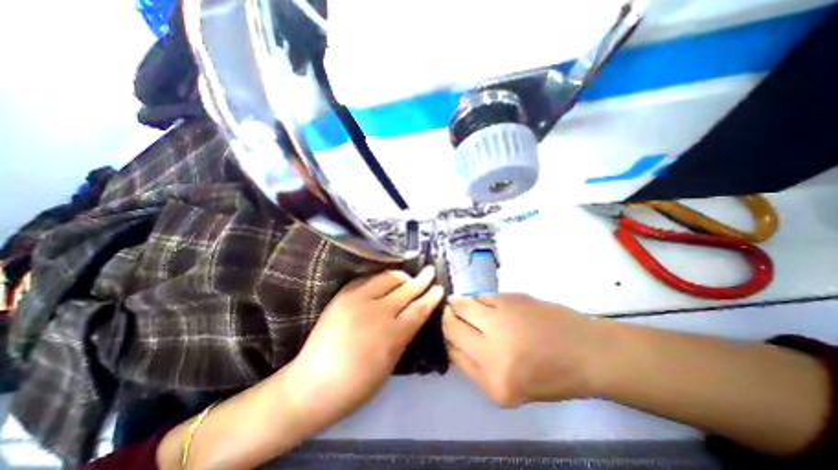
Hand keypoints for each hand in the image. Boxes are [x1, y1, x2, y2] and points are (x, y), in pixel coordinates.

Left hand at [284, 267, 444, 426]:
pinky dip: (381, 276)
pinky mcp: (344, 295)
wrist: (313, 384)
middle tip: (430, 271)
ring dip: (402, 275)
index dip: (431, 297)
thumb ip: (403, 336)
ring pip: (388, 278)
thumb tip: (413, 316)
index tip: (439, 288)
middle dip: (421, 280)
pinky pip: (368, 278)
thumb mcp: (390, 364)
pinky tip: (386, 278)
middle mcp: (378, 312)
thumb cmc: (356, 385)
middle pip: (406, 290)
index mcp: (392, 335)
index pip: (419, 309)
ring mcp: (358, 300)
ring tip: (408, 275)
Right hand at [446, 294, 602, 407]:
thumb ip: (475, 367)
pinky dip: (480, 299)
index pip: (452, 353)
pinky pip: (483, 296)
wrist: (587, 351)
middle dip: (447, 317)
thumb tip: (453, 341)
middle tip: (449, 313)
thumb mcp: (509, 388)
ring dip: (460, 304)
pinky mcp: (511, 299)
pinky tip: (489, 305)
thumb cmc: (551, 375)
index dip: (446, 339)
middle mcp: (493, 350)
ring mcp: (502, 320)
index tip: (447, 331)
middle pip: (452, 326)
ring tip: (467, 306)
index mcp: (494, 381)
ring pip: (463, 305)